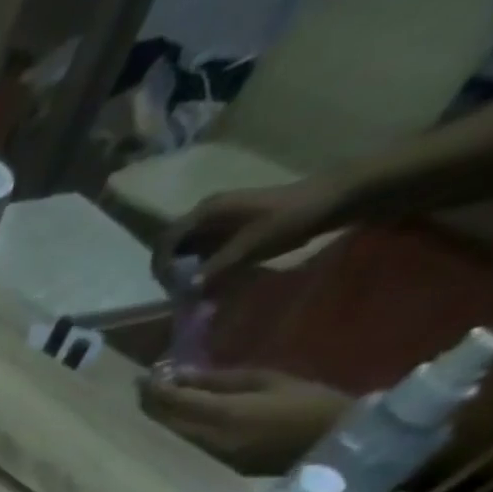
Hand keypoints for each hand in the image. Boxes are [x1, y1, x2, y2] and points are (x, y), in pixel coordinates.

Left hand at [139, 367, 349, 474]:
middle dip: (151, 401)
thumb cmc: (310, 402)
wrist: (336, 444)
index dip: (156, 387)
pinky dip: (179, 426)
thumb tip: (181, 374)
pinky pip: (190, 442)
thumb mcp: (267, 380)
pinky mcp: (220, 464)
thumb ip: (219, 380)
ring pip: (174, 433)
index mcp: (223, 414)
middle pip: (166, 420)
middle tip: (145, 384)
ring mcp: (212, 455)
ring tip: (158, 396)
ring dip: (162, 415)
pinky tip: (180, 414)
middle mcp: (209, 438)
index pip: (174, 401)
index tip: (146, 374)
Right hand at [153, 178, 344, 292]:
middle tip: (178, 292)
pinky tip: (209, 280)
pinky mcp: (230, 227)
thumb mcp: (252, 244)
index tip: (167, 287)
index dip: (160, 265)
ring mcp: (218, 219)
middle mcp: (207, 212)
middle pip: (172, 245)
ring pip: (186, 249)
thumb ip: (218, 265)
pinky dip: (200, 266)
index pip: (167, 240)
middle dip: (170, 270)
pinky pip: (202, 249)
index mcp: (207, 211)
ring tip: (193, 290)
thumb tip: (187, 288)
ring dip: (184, 270)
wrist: (332, 199)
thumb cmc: (292, 217)